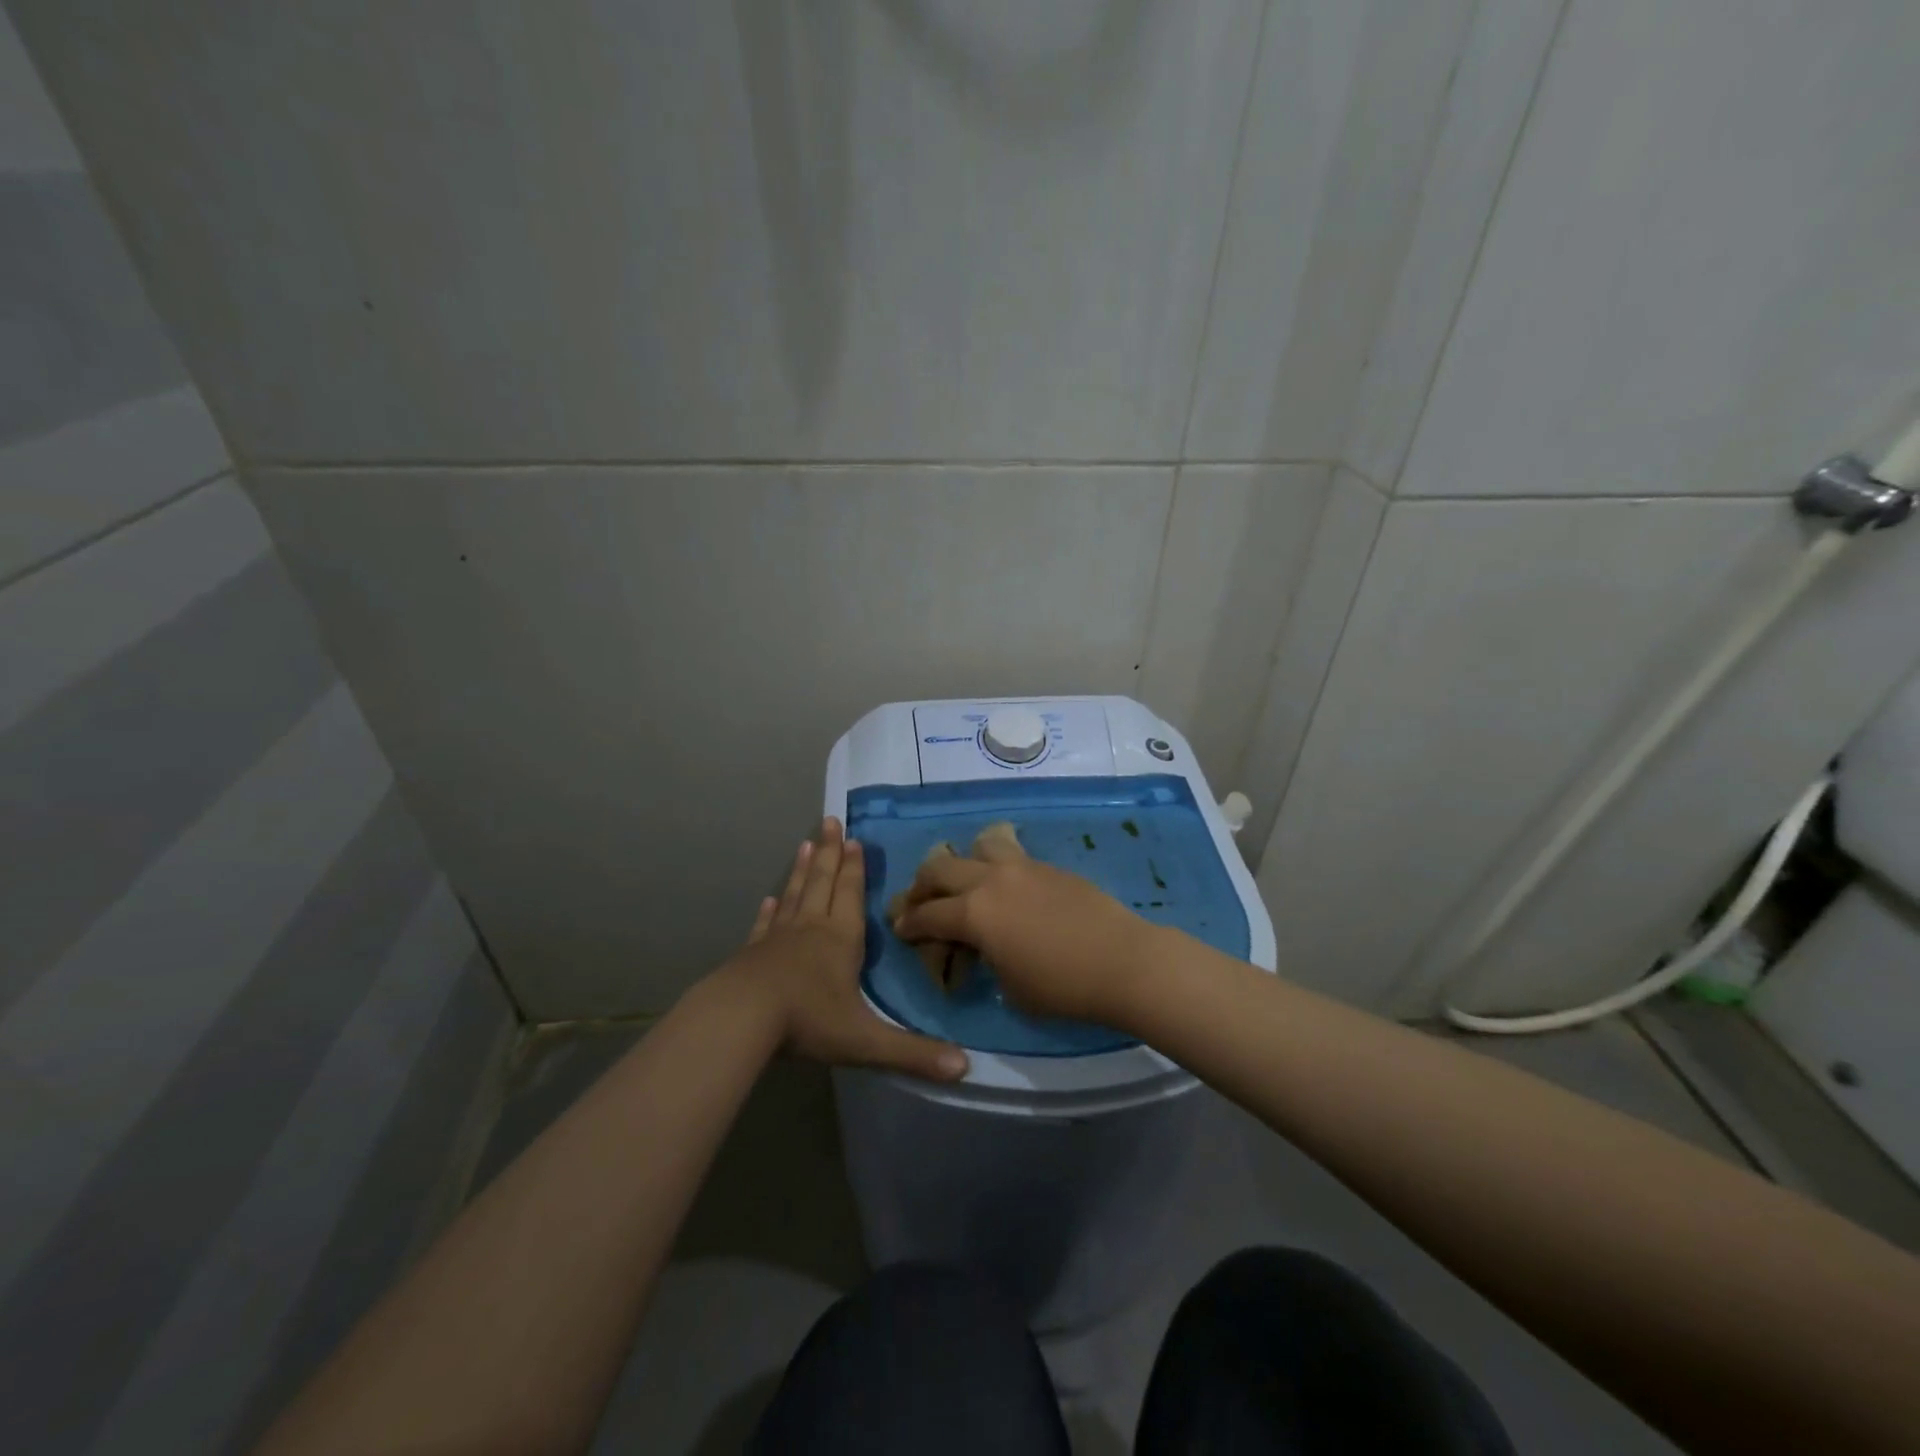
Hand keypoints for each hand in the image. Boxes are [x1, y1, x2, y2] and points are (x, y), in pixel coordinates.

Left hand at [716, 818, 968, 1081]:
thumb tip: (966, 1069)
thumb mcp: (866, 1041)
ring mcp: (778, 939)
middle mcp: (811, 929)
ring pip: (794, 895)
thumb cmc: (807, 1020)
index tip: (854, 839)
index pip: (851, 895)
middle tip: (829, 821)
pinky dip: (770, 910)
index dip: (855, 868)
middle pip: (823, 883)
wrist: (741, 1018)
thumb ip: (913, 1054)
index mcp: (841, 940)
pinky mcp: (752, 953)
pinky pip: (765, 925)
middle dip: (830, 854)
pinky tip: (769, 899)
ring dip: (802, 870)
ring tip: (806, 844)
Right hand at [892, 850, 1158, 1024]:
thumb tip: (978, 946)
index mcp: (974, 913)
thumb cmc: (1062, 987)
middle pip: (940, 868)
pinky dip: (995, 866)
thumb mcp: (1009, 986)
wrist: (1122, 960)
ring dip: (962, 862)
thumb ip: (983, 958)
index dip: (908, 924)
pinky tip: (1006, 888)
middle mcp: (990, 880)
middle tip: (920, 903)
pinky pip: (1010, 854)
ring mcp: (1021, 866)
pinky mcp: (1046, 865)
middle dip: (922, 886)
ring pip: (977, 845)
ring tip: (966, 882)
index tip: (900, 928)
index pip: (927, 914)